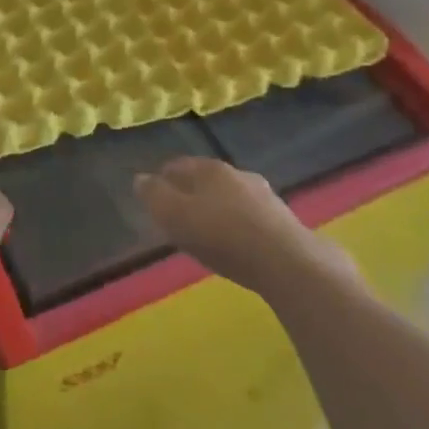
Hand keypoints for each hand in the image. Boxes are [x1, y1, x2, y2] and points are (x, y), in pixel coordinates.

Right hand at [136, 157, 358, 295]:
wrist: (288, 263)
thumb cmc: (222, 236)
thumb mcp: (175, 216)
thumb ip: (154, 196)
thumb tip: (140, 179)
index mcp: (209, 169)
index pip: (178, 165)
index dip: (163, 179)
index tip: (154, 196)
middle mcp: (238, 174)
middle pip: (206, 179)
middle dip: (191, 193)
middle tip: (178, 215)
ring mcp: (265, 196)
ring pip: (230, 197)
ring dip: (217, 209)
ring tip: (207, 231)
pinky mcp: (283, 220)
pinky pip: (250, 217)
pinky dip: (238, 225)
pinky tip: (236, 243)